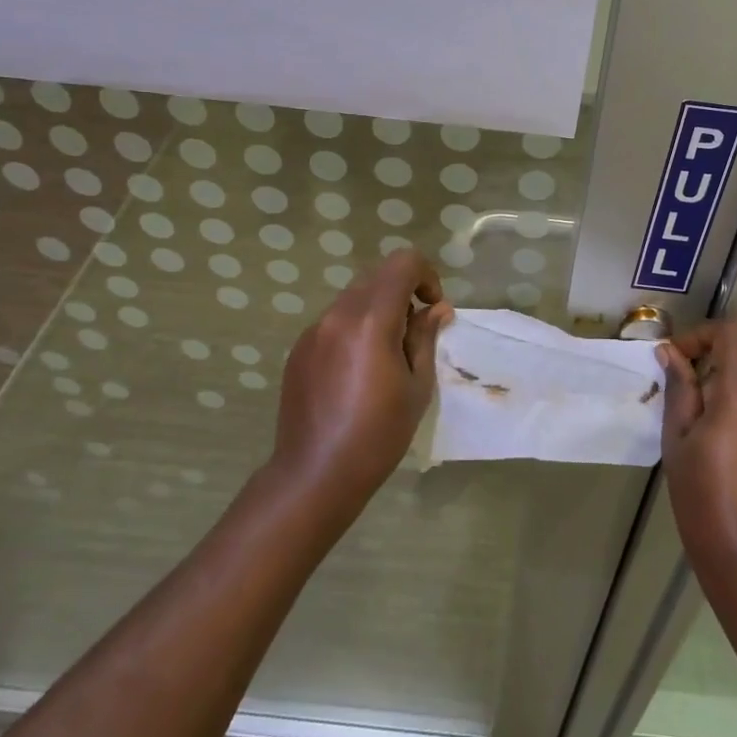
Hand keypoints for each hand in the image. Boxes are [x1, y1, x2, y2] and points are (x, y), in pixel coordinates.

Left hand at [271, 249, 451, 517]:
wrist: (315, 474)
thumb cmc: (378, 434)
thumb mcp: (417, 387)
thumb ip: (425, 338)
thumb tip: (437, 308)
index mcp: (371, 320)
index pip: (402, 263)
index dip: (425, 275)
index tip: (432, 308)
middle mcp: (338, 315)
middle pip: (377, 276)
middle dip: (403, 292)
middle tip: (413, 334)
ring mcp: (313, 331)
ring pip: (353, 298)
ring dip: (377, 310)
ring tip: (385, 356)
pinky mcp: (299, 350)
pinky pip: (333, 322)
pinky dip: (353, 329)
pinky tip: (357, 372)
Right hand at [658, 319, 736, 588]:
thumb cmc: (705, 503)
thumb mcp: (678, 444)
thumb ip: (680, 391)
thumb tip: (671, 353)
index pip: (731, 334)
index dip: (701, 336)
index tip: (677, 363)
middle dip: (709, 383)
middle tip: (683, 421)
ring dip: (729, 411)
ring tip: (708, 454)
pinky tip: (736, 475)